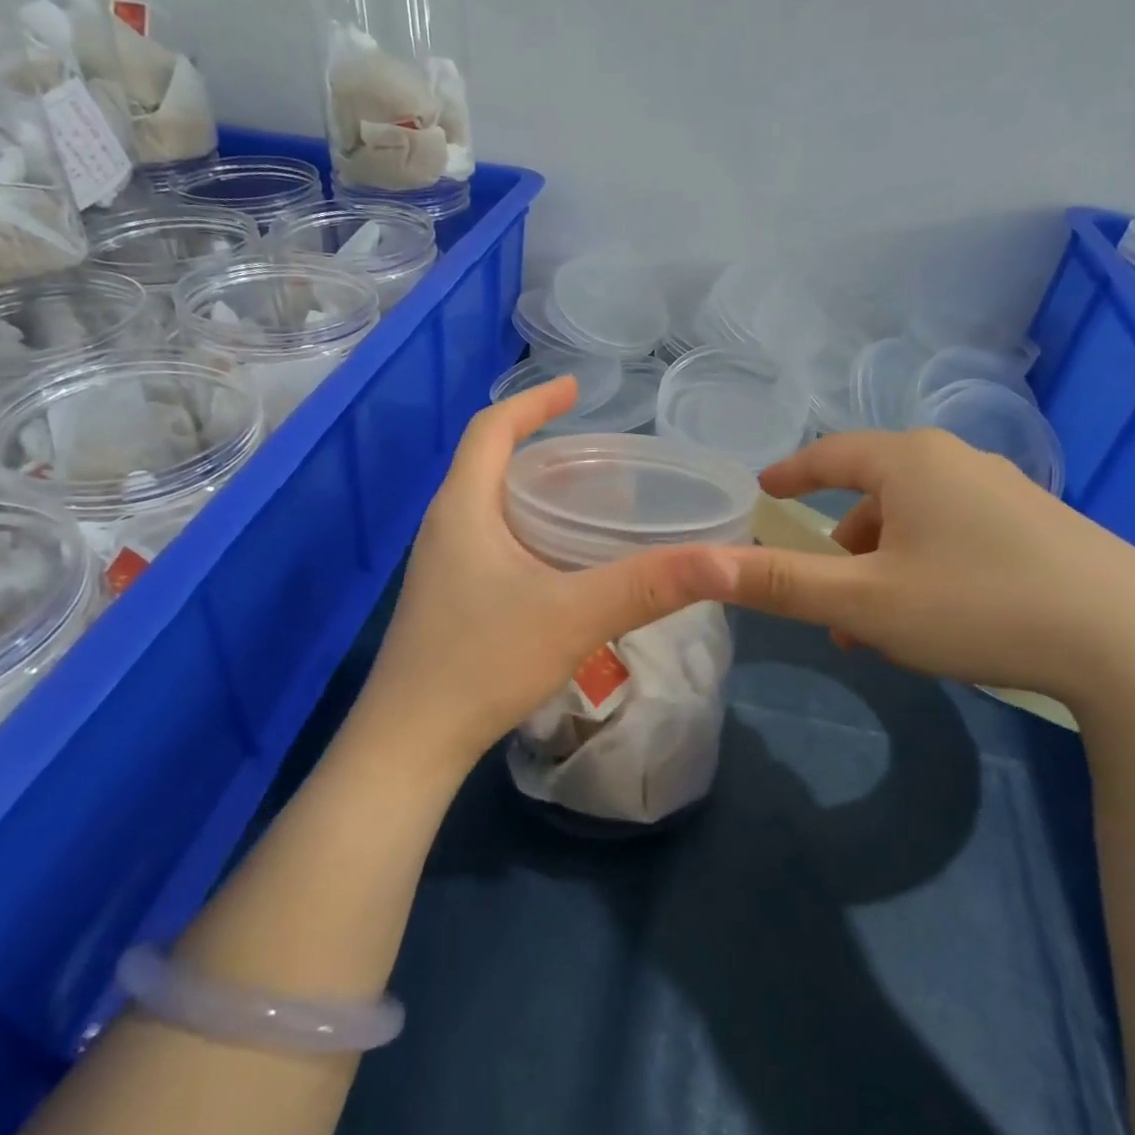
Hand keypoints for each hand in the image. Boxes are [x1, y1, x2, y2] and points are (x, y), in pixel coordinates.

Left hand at [355, 375, 738, 771]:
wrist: (409, 744)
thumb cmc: (482, 663)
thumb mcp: (574, 617)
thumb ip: (649, 586)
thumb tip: (725, 559)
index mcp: (463, 508)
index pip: (491, 429)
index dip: (533, 401)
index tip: (576, 390)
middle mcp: (444, 527)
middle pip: (490, 464)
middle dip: (542, 448)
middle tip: (599, 458)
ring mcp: (441, 567)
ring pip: (490, 507)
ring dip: (535, 493)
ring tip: (589, 504)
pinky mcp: (446, 601)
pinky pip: (491, 543)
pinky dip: (528, 532)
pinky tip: (562, 565)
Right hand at [723, 429, 1134, 705]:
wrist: (1133, 642)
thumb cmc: (977, 607)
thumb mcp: (865, 603)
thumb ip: (781, 583)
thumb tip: (701, 565)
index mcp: (910, 463)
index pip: (830, 453)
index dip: (791, 473)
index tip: (763, 489)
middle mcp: (957, 463)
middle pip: (874, 492)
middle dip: (840, 544)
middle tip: (823, 594)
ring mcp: (1005, 492)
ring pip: (916, 520)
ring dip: (882, 564)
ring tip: (875, 626)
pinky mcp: (1039, 527)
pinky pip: (955, 535)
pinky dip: (924, 566)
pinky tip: (934, 617)